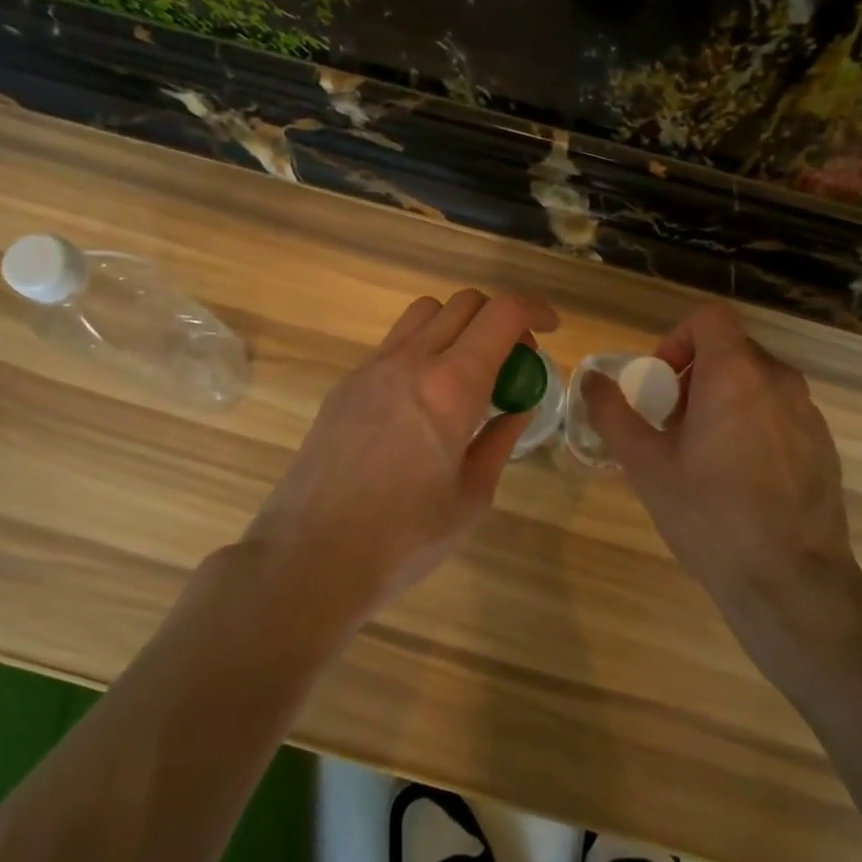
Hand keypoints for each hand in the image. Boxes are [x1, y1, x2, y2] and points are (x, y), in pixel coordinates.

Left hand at [245, 289, 557, 626]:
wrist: (310, 558)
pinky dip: (424, 348)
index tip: (551, 329)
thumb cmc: (404, 538)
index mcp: (451, 386)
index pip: (502, 314)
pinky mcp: (345, 385)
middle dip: (500, 319)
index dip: (535, 309)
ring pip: (425, 313)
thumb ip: (500, 440)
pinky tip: (424, 399)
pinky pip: (395, 343)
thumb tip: (517, 407)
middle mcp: (410, 361)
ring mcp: (371, 369)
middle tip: (512, 363)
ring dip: (458, 326)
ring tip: (467, 374)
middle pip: (464, 303)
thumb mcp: (472, 497)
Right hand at [581, 304, 861, 650]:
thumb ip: (613, 414)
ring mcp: (809, 413)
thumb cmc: (710, 516)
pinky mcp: (824, 445)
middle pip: (731, 350)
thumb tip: (591, 381)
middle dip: (694, 375)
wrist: (791, 582)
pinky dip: (753, 424)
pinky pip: (780, 413)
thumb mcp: (645, 466)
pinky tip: (740, 479)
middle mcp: (779, 381)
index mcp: (735, 374)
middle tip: (672, 424)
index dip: (677, 337)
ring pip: (757, 383)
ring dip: (723, 400)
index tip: (661, 382)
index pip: (709, 317)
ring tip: (703, 455)